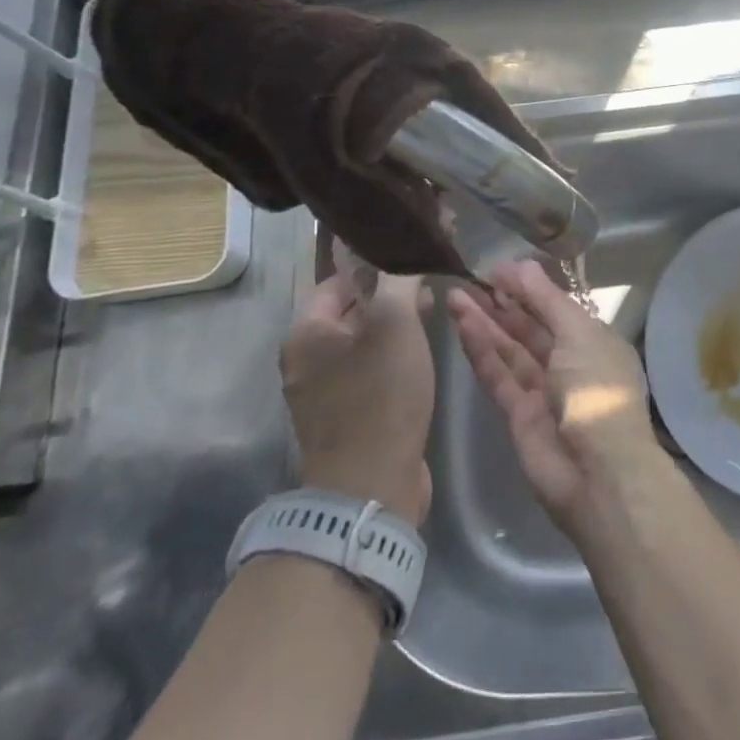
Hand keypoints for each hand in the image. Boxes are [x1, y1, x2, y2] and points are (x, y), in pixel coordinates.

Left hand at [281, 238, 434, 523]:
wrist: (371, 487)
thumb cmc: (380, 395)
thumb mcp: (396, 324)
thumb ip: (399, 280)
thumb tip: (405, 254)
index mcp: (305, 334)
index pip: (339, 279)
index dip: (376, 261)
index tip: (412, 252)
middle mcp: (306, 360)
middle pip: (351, 309)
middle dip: (390, 292)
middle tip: (430, 279)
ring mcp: (324, 392)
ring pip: (363, 341)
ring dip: (396, 323)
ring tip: (434, 308)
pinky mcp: (347, 418)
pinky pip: (370, 371)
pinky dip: (394, 354)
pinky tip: (423, 350)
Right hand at [447, 260, 657, 535]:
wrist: (599, 473)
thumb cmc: (597, 389)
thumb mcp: (579, 334)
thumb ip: (547, 300)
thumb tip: (522, 265)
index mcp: (593, 341)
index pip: (556, 308)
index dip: (528, 288)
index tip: (496, 270)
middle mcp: (569, 363)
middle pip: (530, 328)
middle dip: (502, 304)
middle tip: (469, 280)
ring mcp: (543, 391)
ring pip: (509, 350)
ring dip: (485, 323)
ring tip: (455, 296)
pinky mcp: (518, 416)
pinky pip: (498, 376)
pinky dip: (481, 351)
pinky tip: (462, 326)